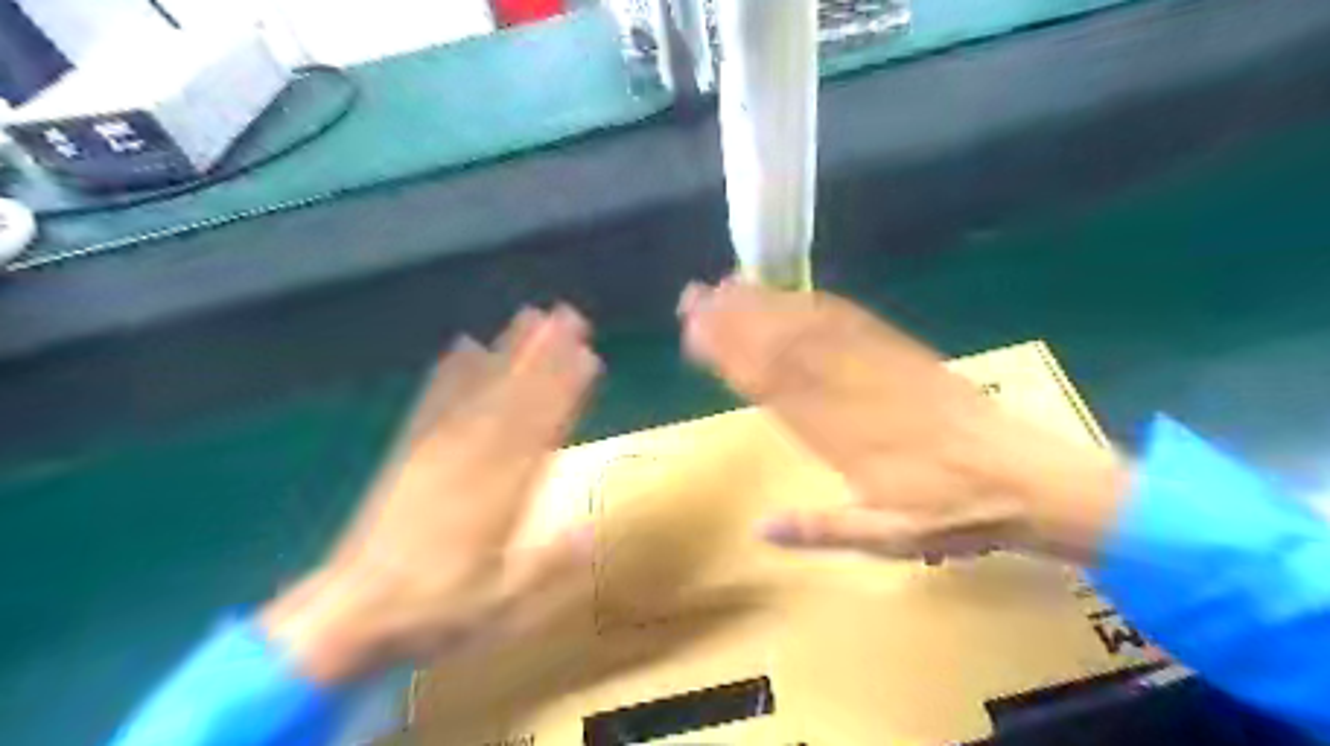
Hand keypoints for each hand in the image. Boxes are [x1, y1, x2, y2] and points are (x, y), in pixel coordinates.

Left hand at [258, 306, 603, 683]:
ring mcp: (436, 453)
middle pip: (515, 399)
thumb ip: (548, 565)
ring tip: (528, 318)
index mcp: (499, 495)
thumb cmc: (433, 612)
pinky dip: (449, 373)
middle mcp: (471, 462)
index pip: (541, 430)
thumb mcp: (500, 605)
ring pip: (479, 393)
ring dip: (506, 352)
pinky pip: (433, 406)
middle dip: (544, 355)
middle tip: (567, 316)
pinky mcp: (408, 454)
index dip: (566, 390)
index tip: (587, 355)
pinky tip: (461, 346)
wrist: (347, 615)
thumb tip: (594, 527)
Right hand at [679, 281, 1123, 565]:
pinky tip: (792, 291)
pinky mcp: (901, 350)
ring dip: (764, 303)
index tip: (694, 335)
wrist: (1023, 477)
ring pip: (809, 326)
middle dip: (733, 318)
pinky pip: (852, 319)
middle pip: (780, 346)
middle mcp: (849, 390)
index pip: (770, 386)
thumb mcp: (885, 538)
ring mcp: (877, 363)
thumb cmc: (950, 511)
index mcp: (839, 434)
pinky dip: (814, 302)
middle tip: (693, 297)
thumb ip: (821, 530)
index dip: (729, 357)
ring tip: (727, 283)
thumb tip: (758, 528)